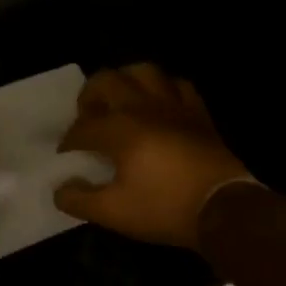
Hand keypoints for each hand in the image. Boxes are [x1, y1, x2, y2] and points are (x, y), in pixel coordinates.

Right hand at [54, 64, 254, 249]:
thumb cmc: (165, 208)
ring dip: (127, 81)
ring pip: (144, 72)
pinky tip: (160, 105)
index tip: (66, 156)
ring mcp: (173, 106)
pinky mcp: (198, 113)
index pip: (82, 127)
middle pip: (106, 81)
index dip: (69, 141)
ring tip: (121, 100)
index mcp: (118, 129)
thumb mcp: (114, 213)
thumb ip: (80, 200)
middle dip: (89, 96)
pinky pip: (179, 86)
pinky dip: (164, 89)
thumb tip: (60, 189)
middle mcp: (142, 107)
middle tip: (88, 117)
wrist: (225, 209)